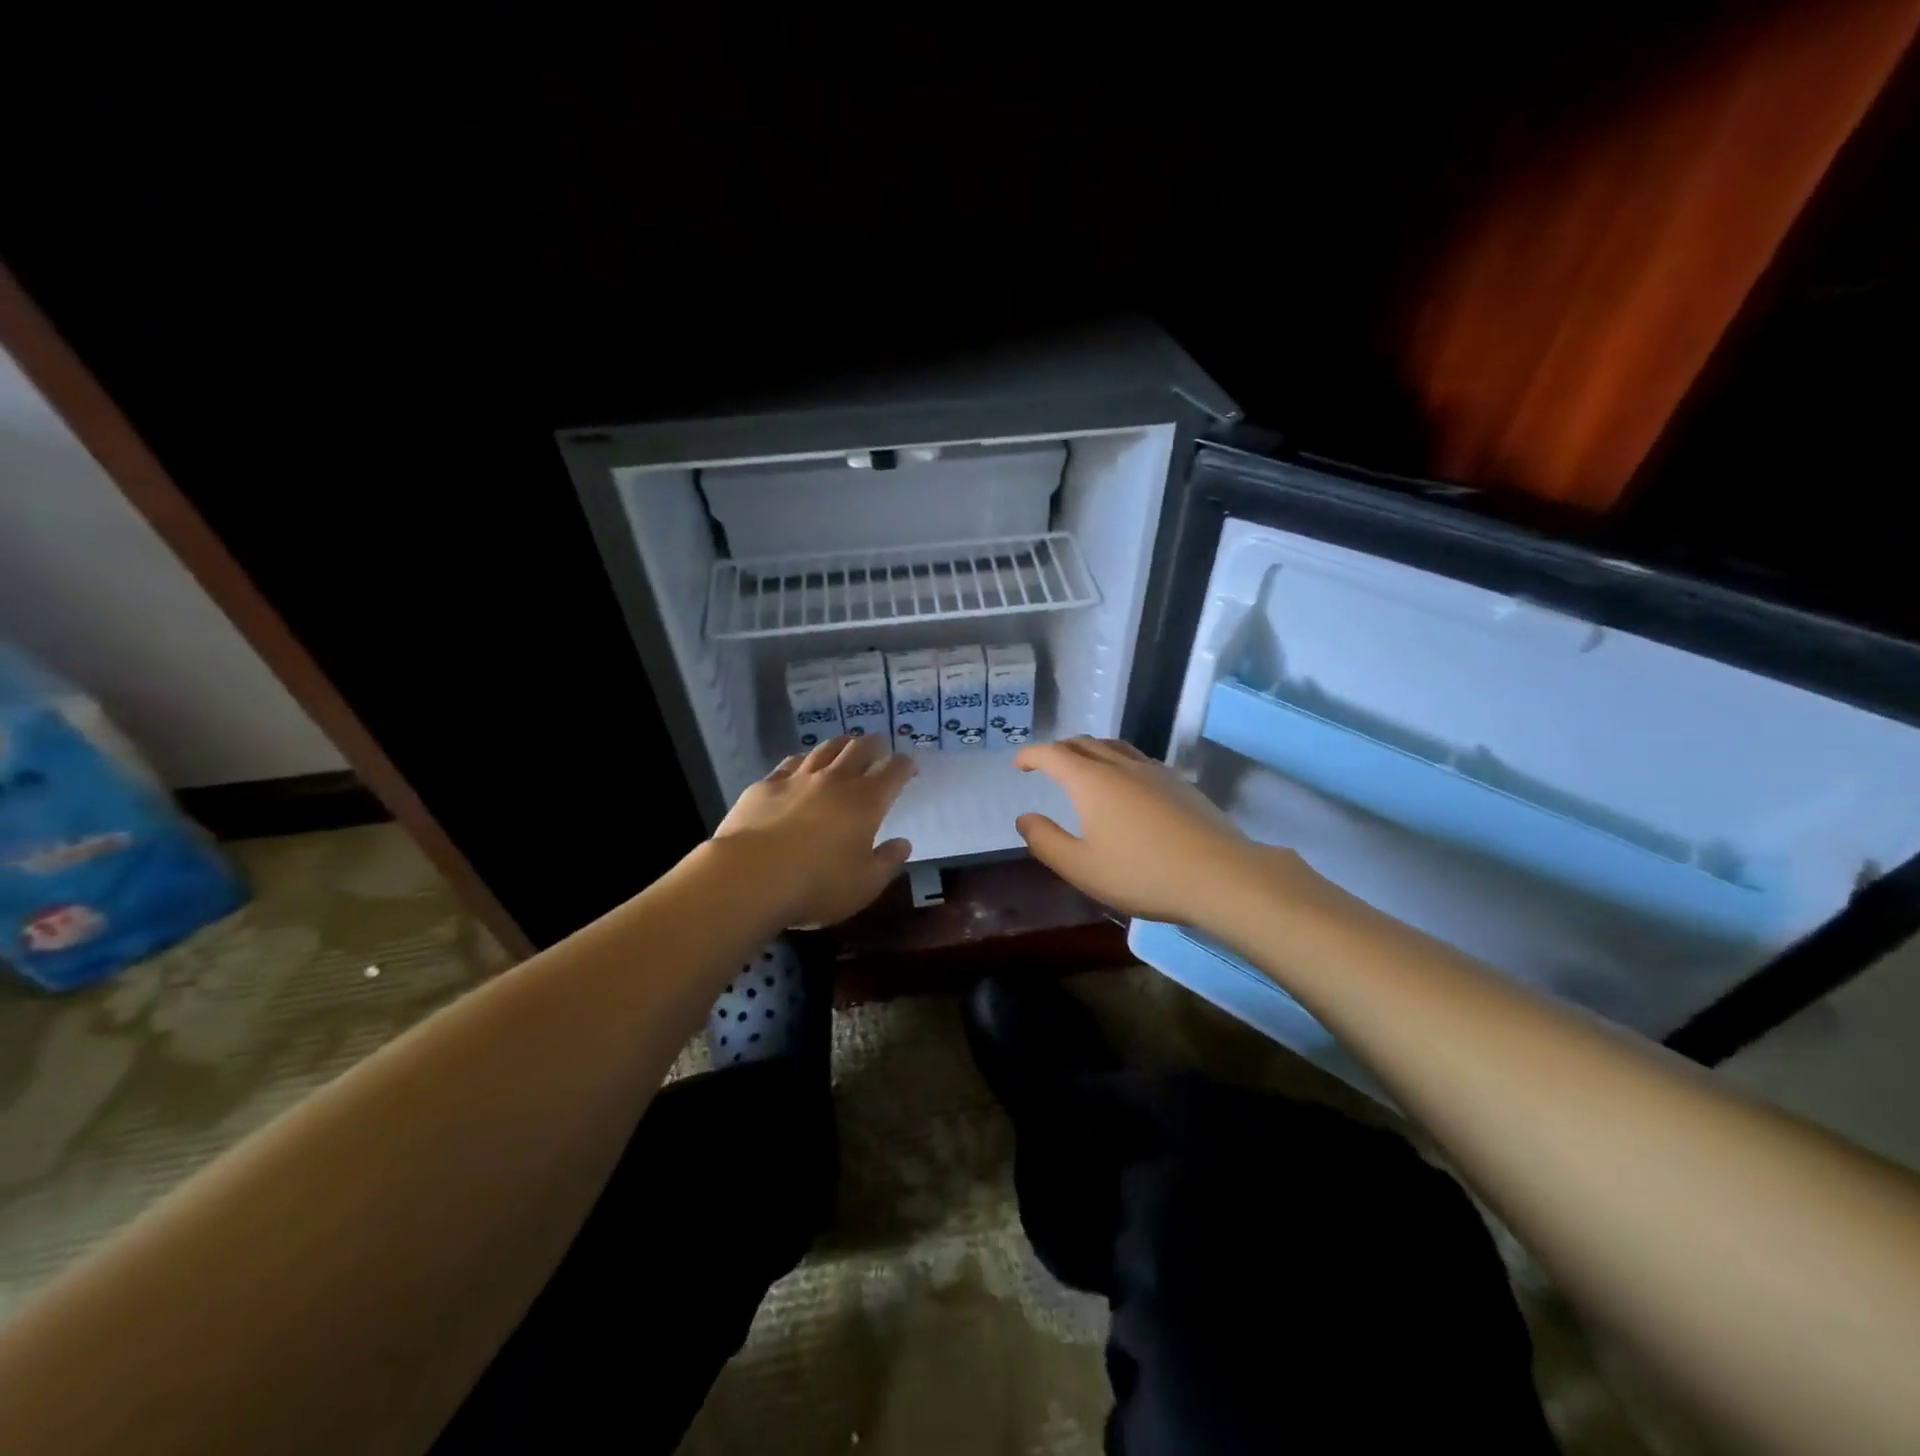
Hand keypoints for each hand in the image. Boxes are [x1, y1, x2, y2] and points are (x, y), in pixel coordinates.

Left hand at [714, 734, 916, 926]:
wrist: (749, 877)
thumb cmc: (816, 885)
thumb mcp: (864, 886)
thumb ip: (887, 862)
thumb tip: (903, 844)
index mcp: (866, 802)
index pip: (893, 771)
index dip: (904, 765)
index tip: (909, 766)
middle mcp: (835, 781)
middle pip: (860, 749)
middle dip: (875, 744)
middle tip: (880, 746)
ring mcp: (798, 779)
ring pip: (825, 749)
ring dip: (841, 744)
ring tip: (846, 745)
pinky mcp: (766, 785)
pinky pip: (791, 762)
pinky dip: (804, 759)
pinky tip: (802, 763)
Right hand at [1013, 737, 1309, 925]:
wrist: (1220, 875)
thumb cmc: (1143, 874)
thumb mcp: (1082, 868)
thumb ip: (1046, 841)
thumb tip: (1025, 818)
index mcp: (1091, 782)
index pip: (1053, 755)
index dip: (1031, 755)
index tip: (1019, 764)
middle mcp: (1121, 766)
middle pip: (1084, 743)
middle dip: (1059, 749)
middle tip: (1046, 764)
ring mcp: (1155, 771)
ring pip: (1114, 747)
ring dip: (1090, 750)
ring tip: (1083, 766)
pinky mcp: (1180, 783)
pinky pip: (1139, 759)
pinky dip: (1118, 761)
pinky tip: (1126, 784)